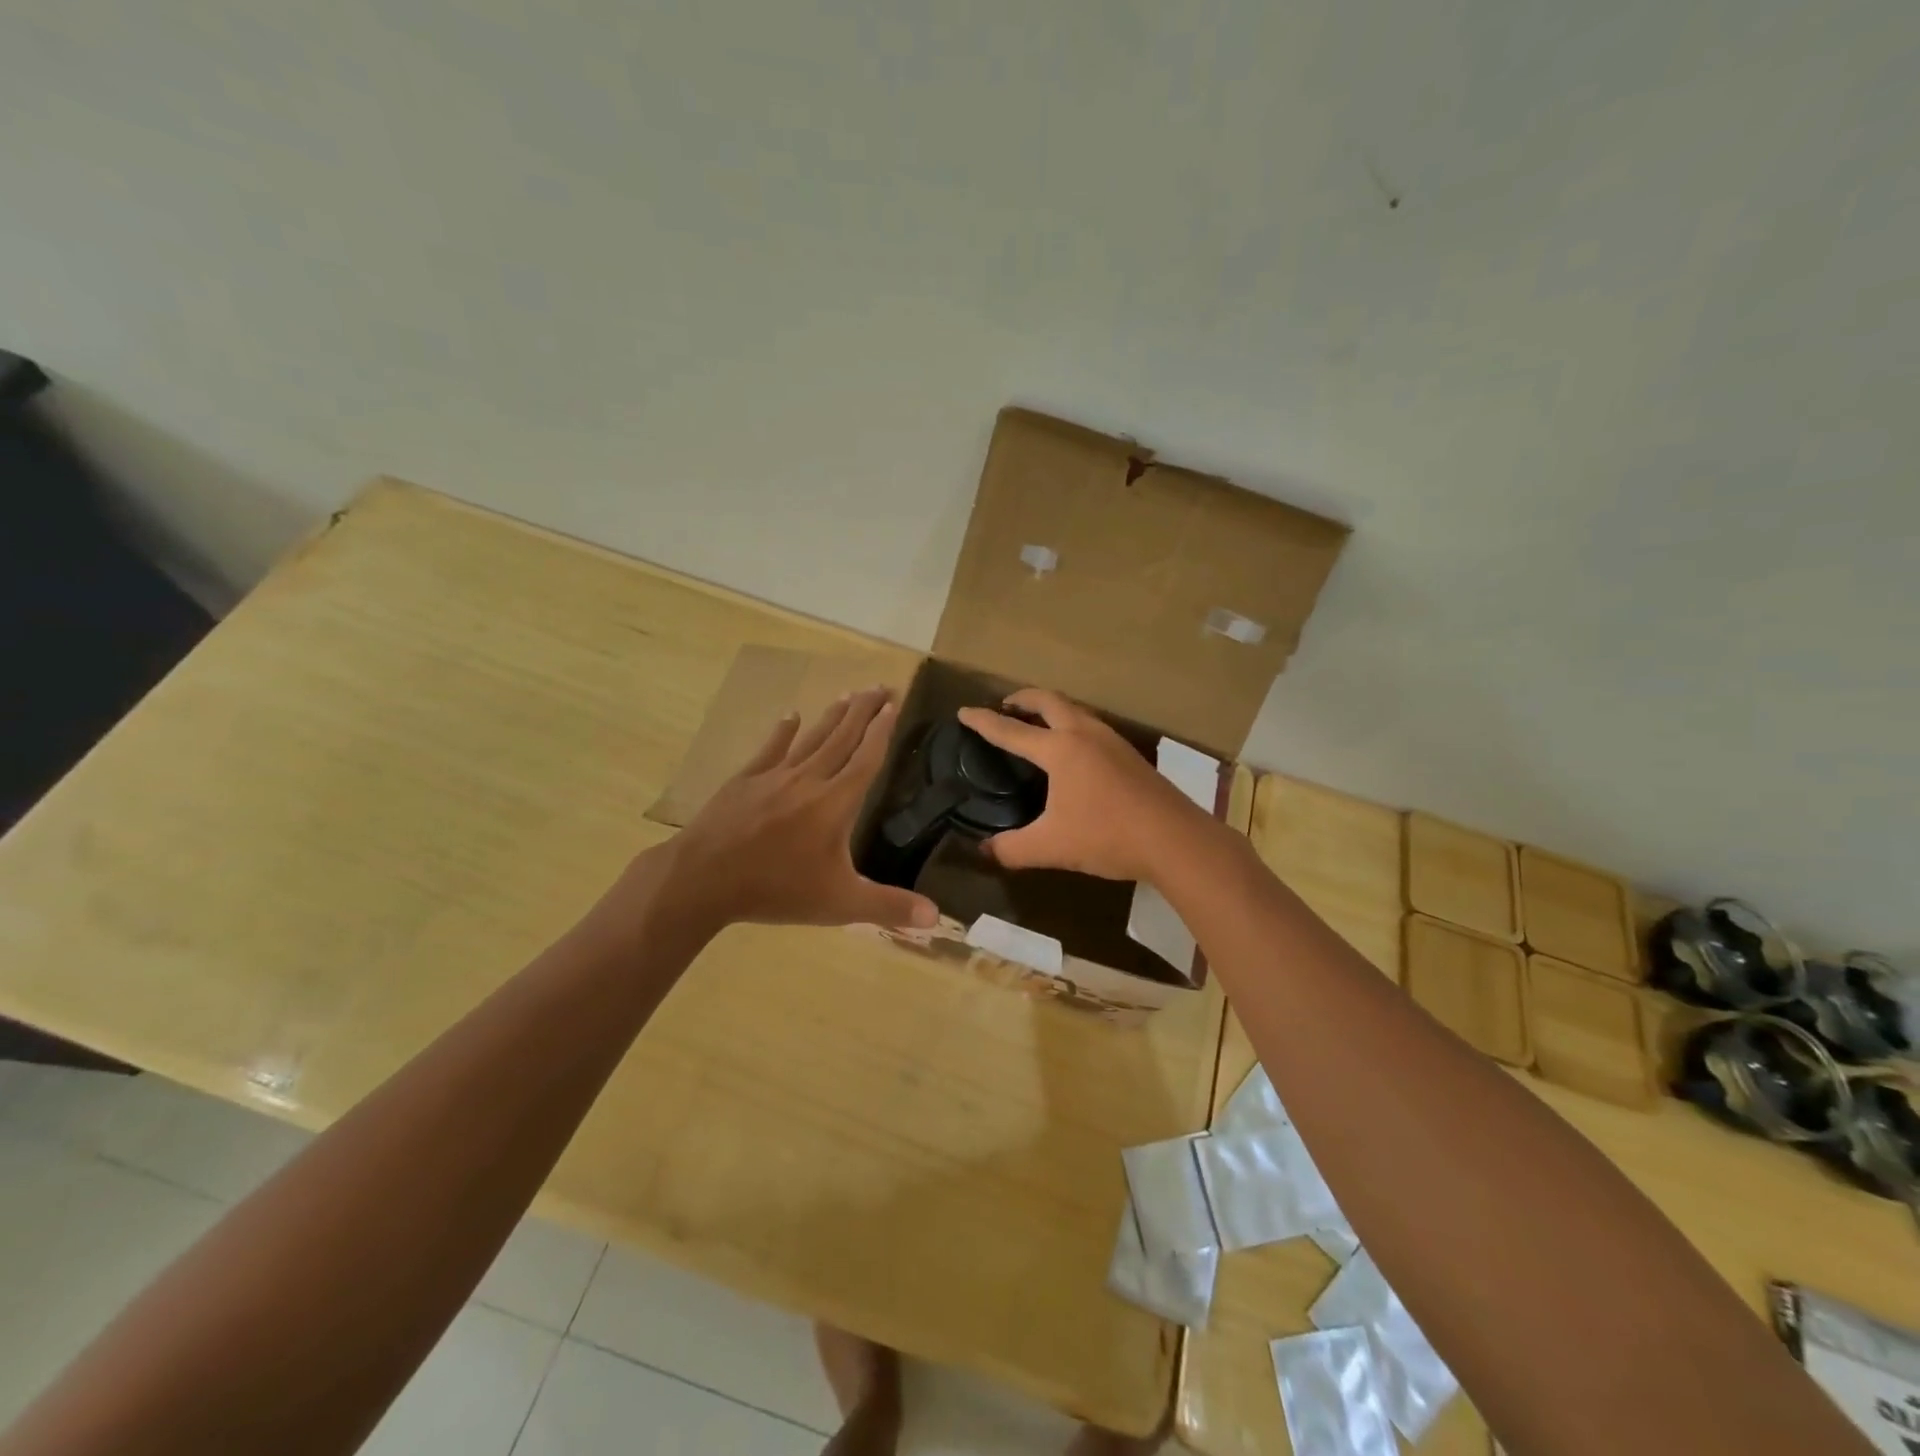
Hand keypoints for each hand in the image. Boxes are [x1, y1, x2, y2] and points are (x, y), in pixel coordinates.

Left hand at [644, 688, 937, 932]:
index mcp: (836, 802)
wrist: (703, 879)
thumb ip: (888, 907)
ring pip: (811, 738)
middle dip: (863, 711)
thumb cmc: (776, 890)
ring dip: (832, 716)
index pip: (866, 758)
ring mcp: (774, 776)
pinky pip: (770, 749)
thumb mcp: (839, 904)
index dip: (882, 731)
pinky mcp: (745, 781)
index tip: (893, 704)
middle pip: (842, 738)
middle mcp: (809, 779)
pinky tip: (790, 716)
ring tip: (848, 694)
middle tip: (879, 686)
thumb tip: (937, 917)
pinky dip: (783, 731)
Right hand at [956, 689, 1209, 882]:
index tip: (964, 712)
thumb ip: (1012, 849)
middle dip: (1022, 699)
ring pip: (1075, 710)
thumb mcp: (1051, 847)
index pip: (1011, 731)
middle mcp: (1085, 734)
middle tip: (1005, 706)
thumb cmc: (1107, 836)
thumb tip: (984, 851)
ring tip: (1036, 724)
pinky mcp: (1130, 755)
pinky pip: (1091, 726)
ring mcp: (1112, 741)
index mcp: (1060, 749)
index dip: (983, 722)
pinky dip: (1071, 724)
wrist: (1174, 839)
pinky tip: (1074, 750)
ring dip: (1051, 709)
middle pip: (1048, 701)